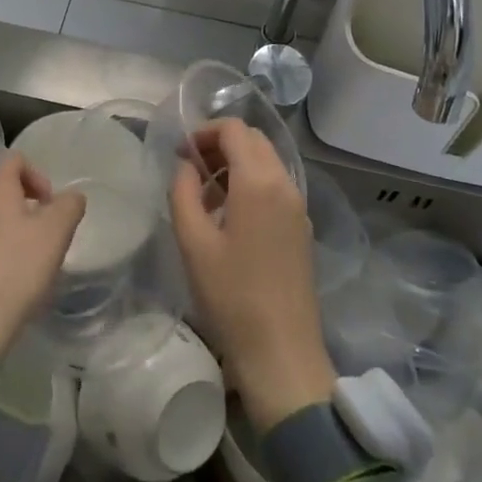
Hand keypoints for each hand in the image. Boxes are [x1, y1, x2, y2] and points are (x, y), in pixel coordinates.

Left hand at [0, 153, 85, 363]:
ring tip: (23, 253)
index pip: (16, 159)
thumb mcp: (56, 233)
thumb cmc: (16, 268)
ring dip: (5, 222)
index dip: (39, 176)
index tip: (51, 206)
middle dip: (22, 199)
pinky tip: (1, 271)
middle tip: (40, 228)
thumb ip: (69, 206)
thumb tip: (71, 197)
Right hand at [168, 118, 334, 432]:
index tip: (180, 153)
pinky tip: (229, 217)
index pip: (235, 129)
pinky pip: (275, 187)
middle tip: (189, 169)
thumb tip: (185, 164)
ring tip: (204, 195)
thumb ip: (183, 191)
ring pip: (267, 163)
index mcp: (259, 181)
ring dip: (236, 164)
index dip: (204, 131)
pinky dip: (251, 184)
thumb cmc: (231, 295)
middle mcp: (285, 184)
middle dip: (220, 144)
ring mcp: (298, 207)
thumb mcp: (193, 241)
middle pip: (254, 141)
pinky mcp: (302, 228)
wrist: (281, 352)